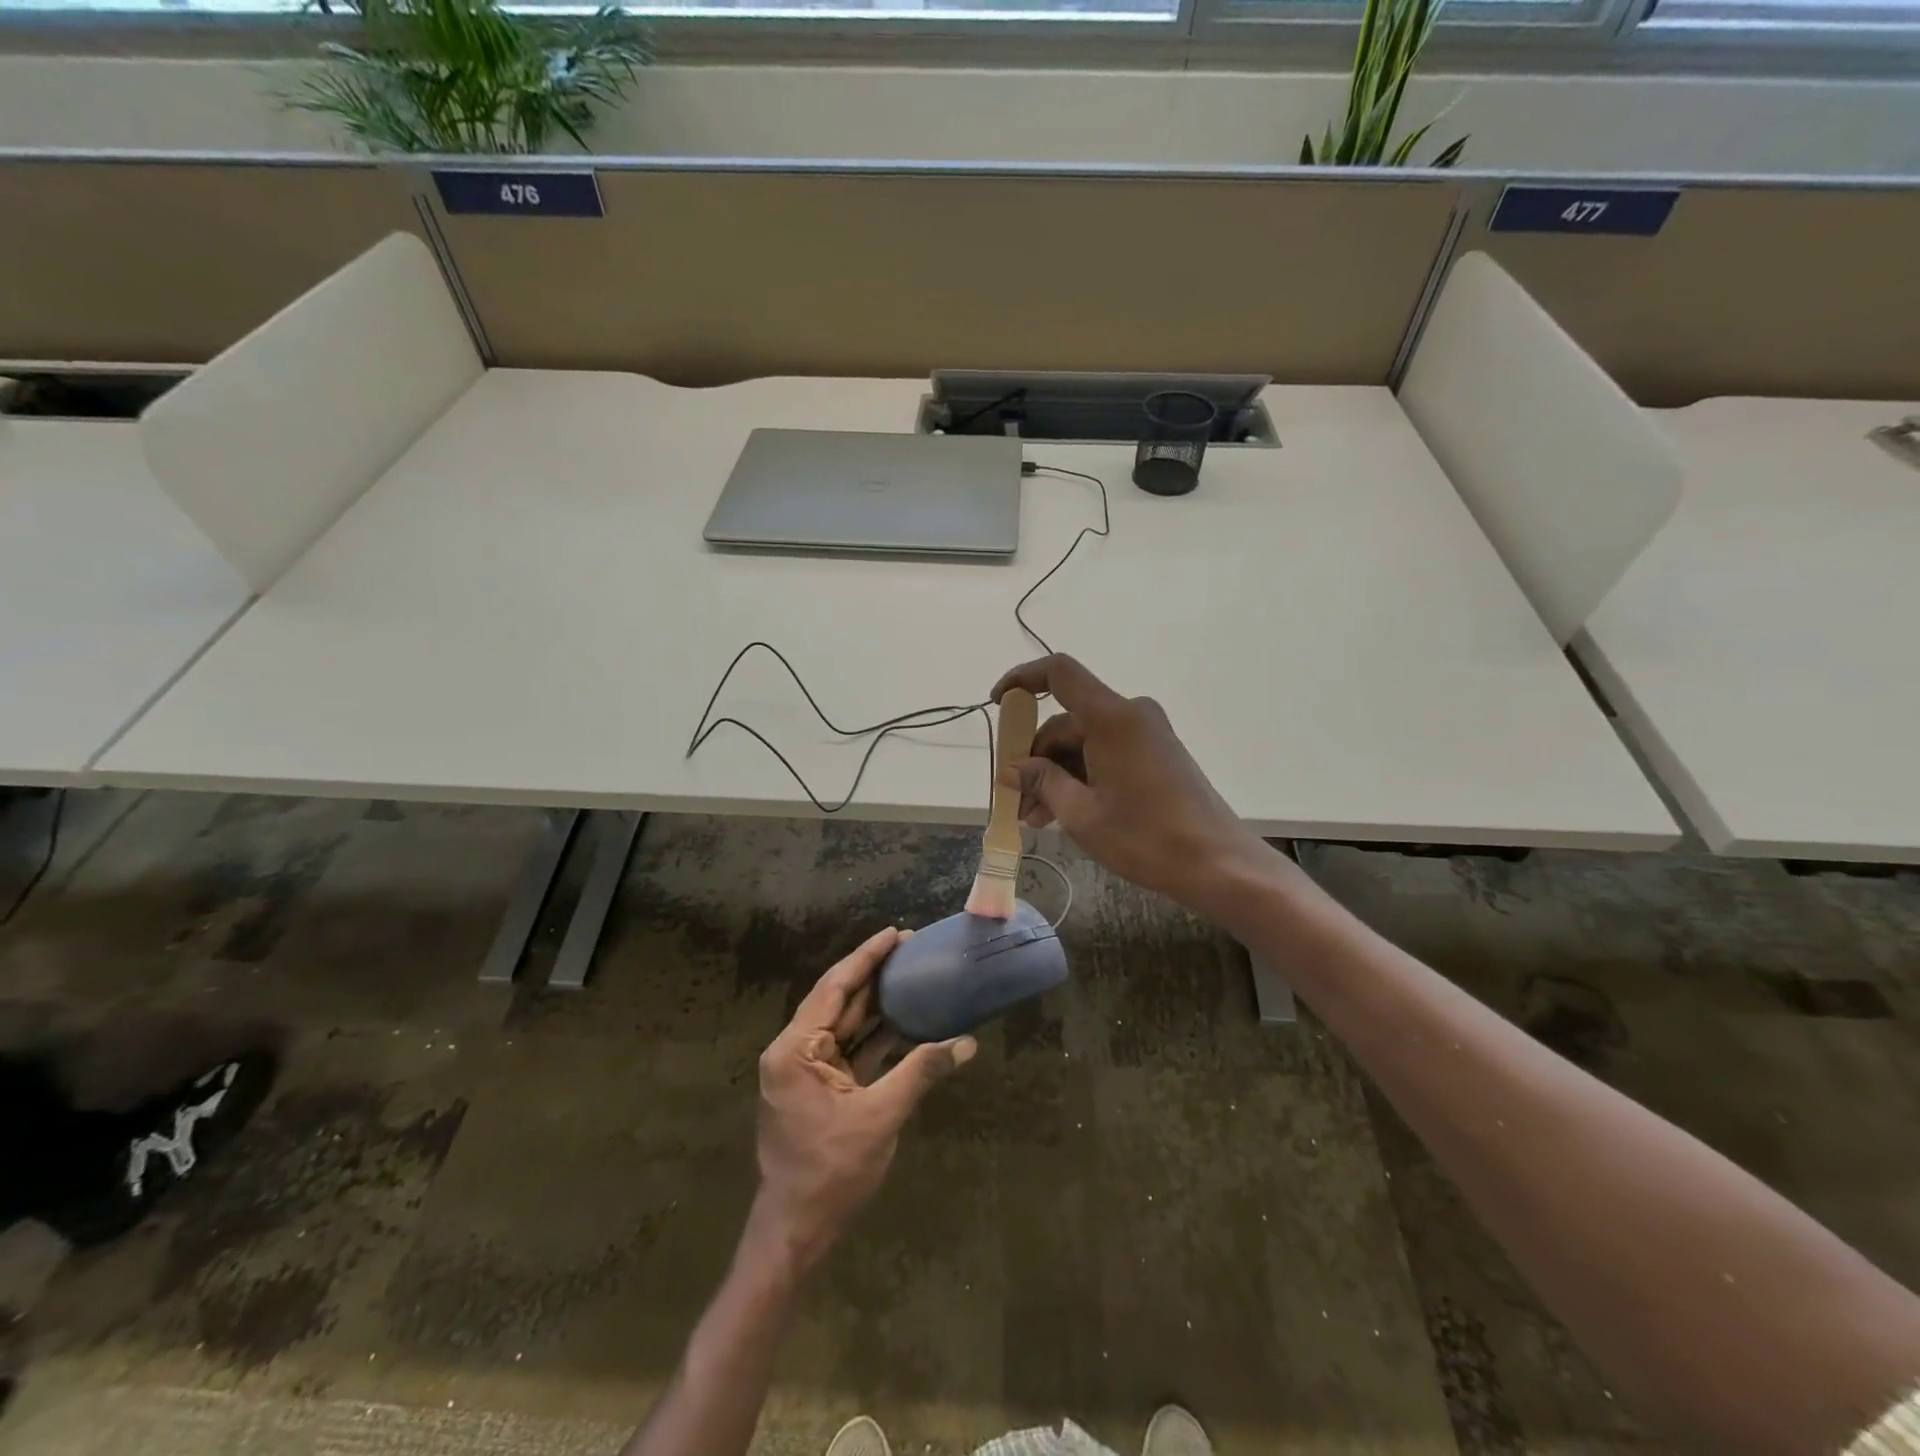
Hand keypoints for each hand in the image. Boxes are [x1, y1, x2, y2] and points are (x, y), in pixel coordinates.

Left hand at [752, 927, 975, 1267]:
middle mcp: (794, 1051)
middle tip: (910, 948)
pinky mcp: (819, 1087)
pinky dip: (875, 1037)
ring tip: (911, 975)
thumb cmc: (831, 1172)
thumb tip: (966, 1043)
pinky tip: (905, 1020)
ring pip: (846, 1025)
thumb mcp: (880, 1116)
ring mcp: (805, 1069)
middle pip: (839, 1001)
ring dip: (877, 1004)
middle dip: (874, 975)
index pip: (834, 988)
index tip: (894, 933)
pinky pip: (849, 1050)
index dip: (866, 958)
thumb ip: (921, 1072)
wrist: (798, 1230)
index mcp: (795, 1049)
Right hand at [991, 654, 1278, 915]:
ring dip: (1056, 775)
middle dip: (1035, 758)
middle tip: (1017, 802)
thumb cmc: (1146, 838)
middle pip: (1067, 721)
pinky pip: (1106, 753)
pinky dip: (1081, 777)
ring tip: (1036, 819)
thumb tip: (1013, 769)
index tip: (997, 703)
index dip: (1022, 679)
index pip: (1059, 674)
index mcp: (1112, 718)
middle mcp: (1131, 715)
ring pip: (1084, 742)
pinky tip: (1064, 812)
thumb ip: (1042, 782)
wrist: (1218, 864)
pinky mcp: (1156, 754)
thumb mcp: (1081, 814)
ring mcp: (1147, 734)